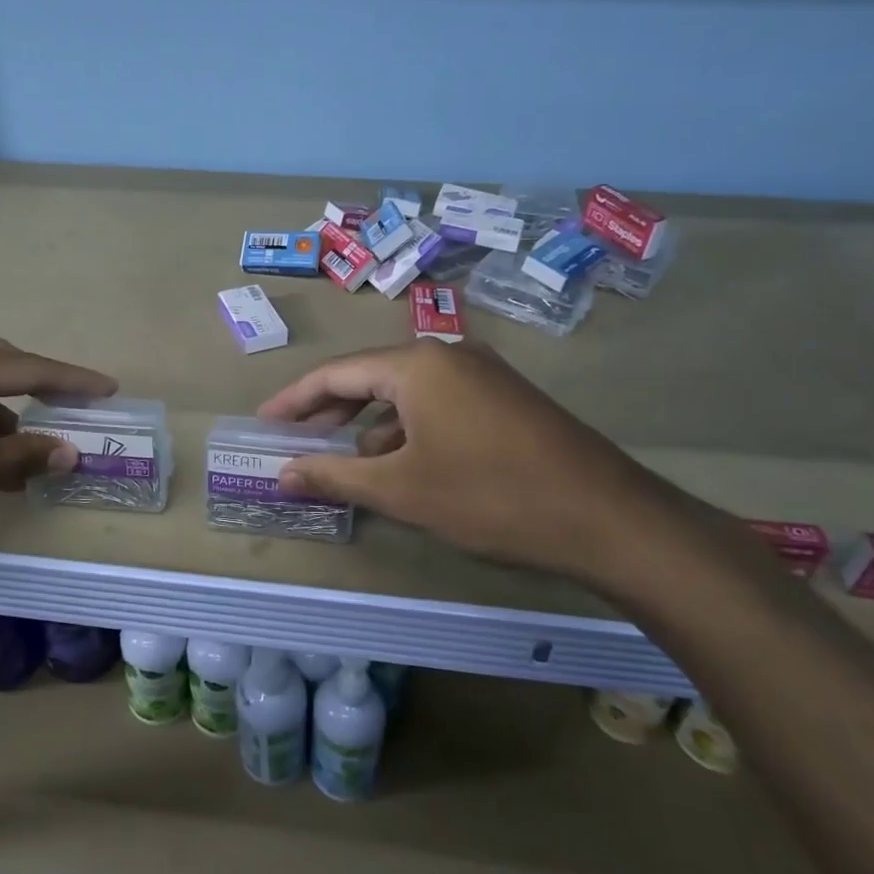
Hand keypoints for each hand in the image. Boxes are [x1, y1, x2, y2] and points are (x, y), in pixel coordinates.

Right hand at [257, 339, 682, 579]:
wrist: (609, 518)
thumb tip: (282, 474)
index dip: (295, 400)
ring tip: (345, 460)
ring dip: (370, 424)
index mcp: (416, 364)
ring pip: (406, 393)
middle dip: (330, 410)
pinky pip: (438, 404)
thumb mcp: (402, 490)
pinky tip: (402, 464)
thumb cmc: (490, 496)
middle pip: (370, 376)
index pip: (336, 373)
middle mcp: (447, 355)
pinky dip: (408, 429)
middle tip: (295, 439)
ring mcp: (482, 374)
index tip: (264, 422)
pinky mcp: (505, 399)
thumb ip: (335, 476)